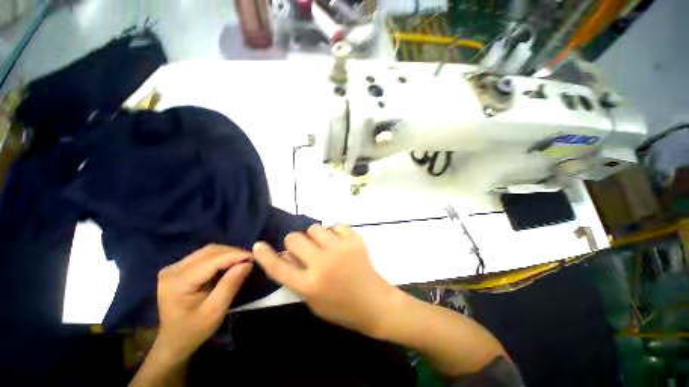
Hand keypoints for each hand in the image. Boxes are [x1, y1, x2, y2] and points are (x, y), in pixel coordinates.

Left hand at [153, 244, 253, 362]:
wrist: (173, 341)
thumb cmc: (194, 330)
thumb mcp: (215, 311)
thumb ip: (230, 285)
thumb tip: (248, 263)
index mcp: (178, 282)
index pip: (212, 260)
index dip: (235, 256)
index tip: (254, 257)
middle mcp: (173, 269)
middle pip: (209, 251)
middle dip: (233, 253)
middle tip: (250, 260)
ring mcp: (174, 267)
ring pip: (208, 251)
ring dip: (228, 254)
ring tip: (242, 261)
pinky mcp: (178, 268)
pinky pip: (204, 256)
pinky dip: (220, 257)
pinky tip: (229, 264)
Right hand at [252, 224, 400, 337]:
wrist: (374, 302)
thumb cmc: (341, 307)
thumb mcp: (313, 300)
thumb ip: (297, 278)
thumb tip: (286, 255)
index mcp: (310, 285)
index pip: (279, 267)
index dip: (265, 255)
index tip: (258, 245)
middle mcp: (323, 264)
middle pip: (295, 239)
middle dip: (294, 242)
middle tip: (303, 247)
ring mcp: (340, 249)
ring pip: (314, 228)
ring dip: (314, 235)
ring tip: (323, 244)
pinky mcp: (354, 240)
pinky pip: (336, 225)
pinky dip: (334, 232)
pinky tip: (339, 242)